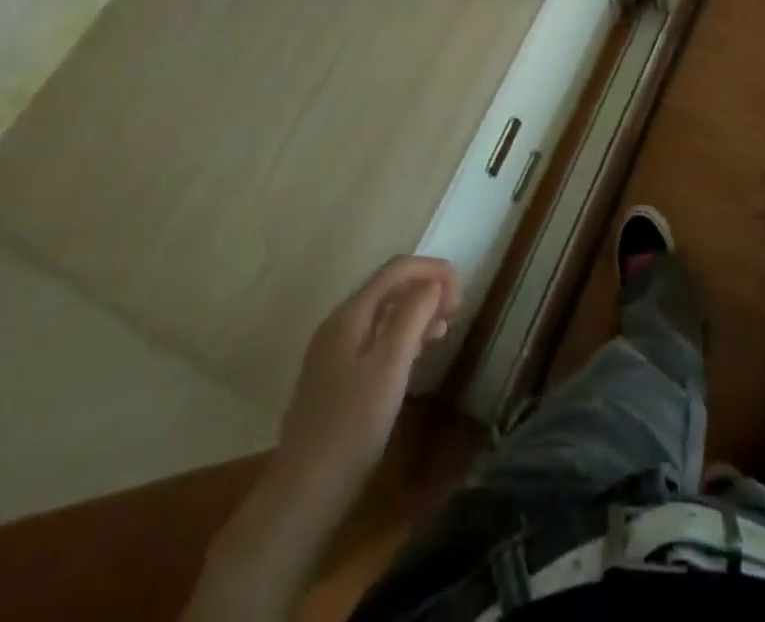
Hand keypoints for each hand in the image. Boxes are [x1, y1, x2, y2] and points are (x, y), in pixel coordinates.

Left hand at [273, 255, 460, 510]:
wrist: (303, 495)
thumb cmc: (352, 427)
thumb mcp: (390, 366)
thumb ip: (413, 316)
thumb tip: (434, 282)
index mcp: (350, 315)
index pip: (396, 269)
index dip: (432, 270)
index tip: (462, 292)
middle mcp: (339, 324)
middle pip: (388, 287)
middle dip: (426, 289)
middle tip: (457, 311)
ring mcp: (333, 352)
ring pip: (383, 314)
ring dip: (416, 312)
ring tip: (445, 329)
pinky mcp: (335, 378)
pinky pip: (375, 338)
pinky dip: (402, 335)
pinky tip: (418, 354)